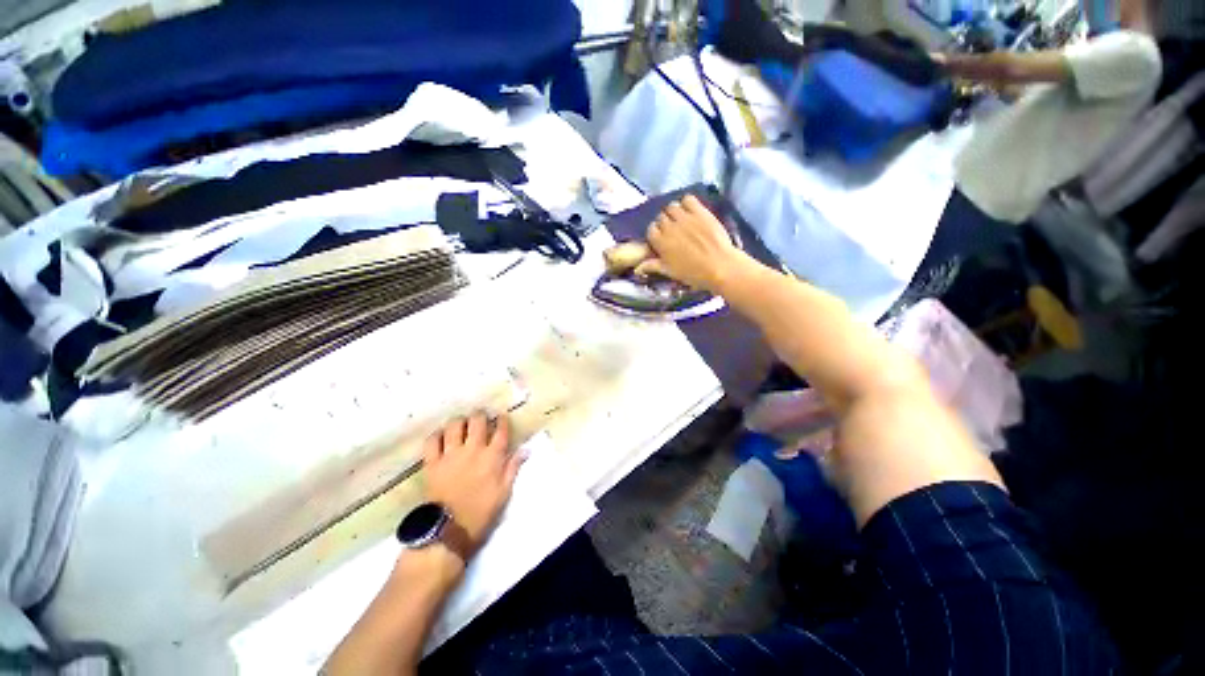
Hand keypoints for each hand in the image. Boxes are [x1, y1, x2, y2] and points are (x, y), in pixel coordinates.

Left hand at [422, 412, 520, 555]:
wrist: (449, 530)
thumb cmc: (481, 512)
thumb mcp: (504, 492)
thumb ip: (513, 468)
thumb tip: (526, 449)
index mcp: (493, 457)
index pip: (500, 430)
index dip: (501, 420)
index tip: (501, 417)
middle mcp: (473, 450)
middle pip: (477, 421)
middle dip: (480, 415)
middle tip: (480, 417)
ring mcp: (451, 455)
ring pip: (455, 426)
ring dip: (459, 421)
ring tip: (461, 423)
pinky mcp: (432, 463)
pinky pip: (432, 441)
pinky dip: (436, 435)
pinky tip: (440, 435)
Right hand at [637, 195, 748, 291]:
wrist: (720, 266)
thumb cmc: (693, 273)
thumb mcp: (670, 272)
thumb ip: (653, 266)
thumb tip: (637, 268)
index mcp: (660, 242)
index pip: (651, 230)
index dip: (656, 234)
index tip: (662, 239)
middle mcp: (669, 227)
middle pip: (661, 217)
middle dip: (665, 223)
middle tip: (674, 231)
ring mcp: (685, 218)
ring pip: (672, 206)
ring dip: (674, 212)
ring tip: (681, 219)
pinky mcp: (700, 211)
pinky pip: (688, 199)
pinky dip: (687, 203)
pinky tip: (691, 211)